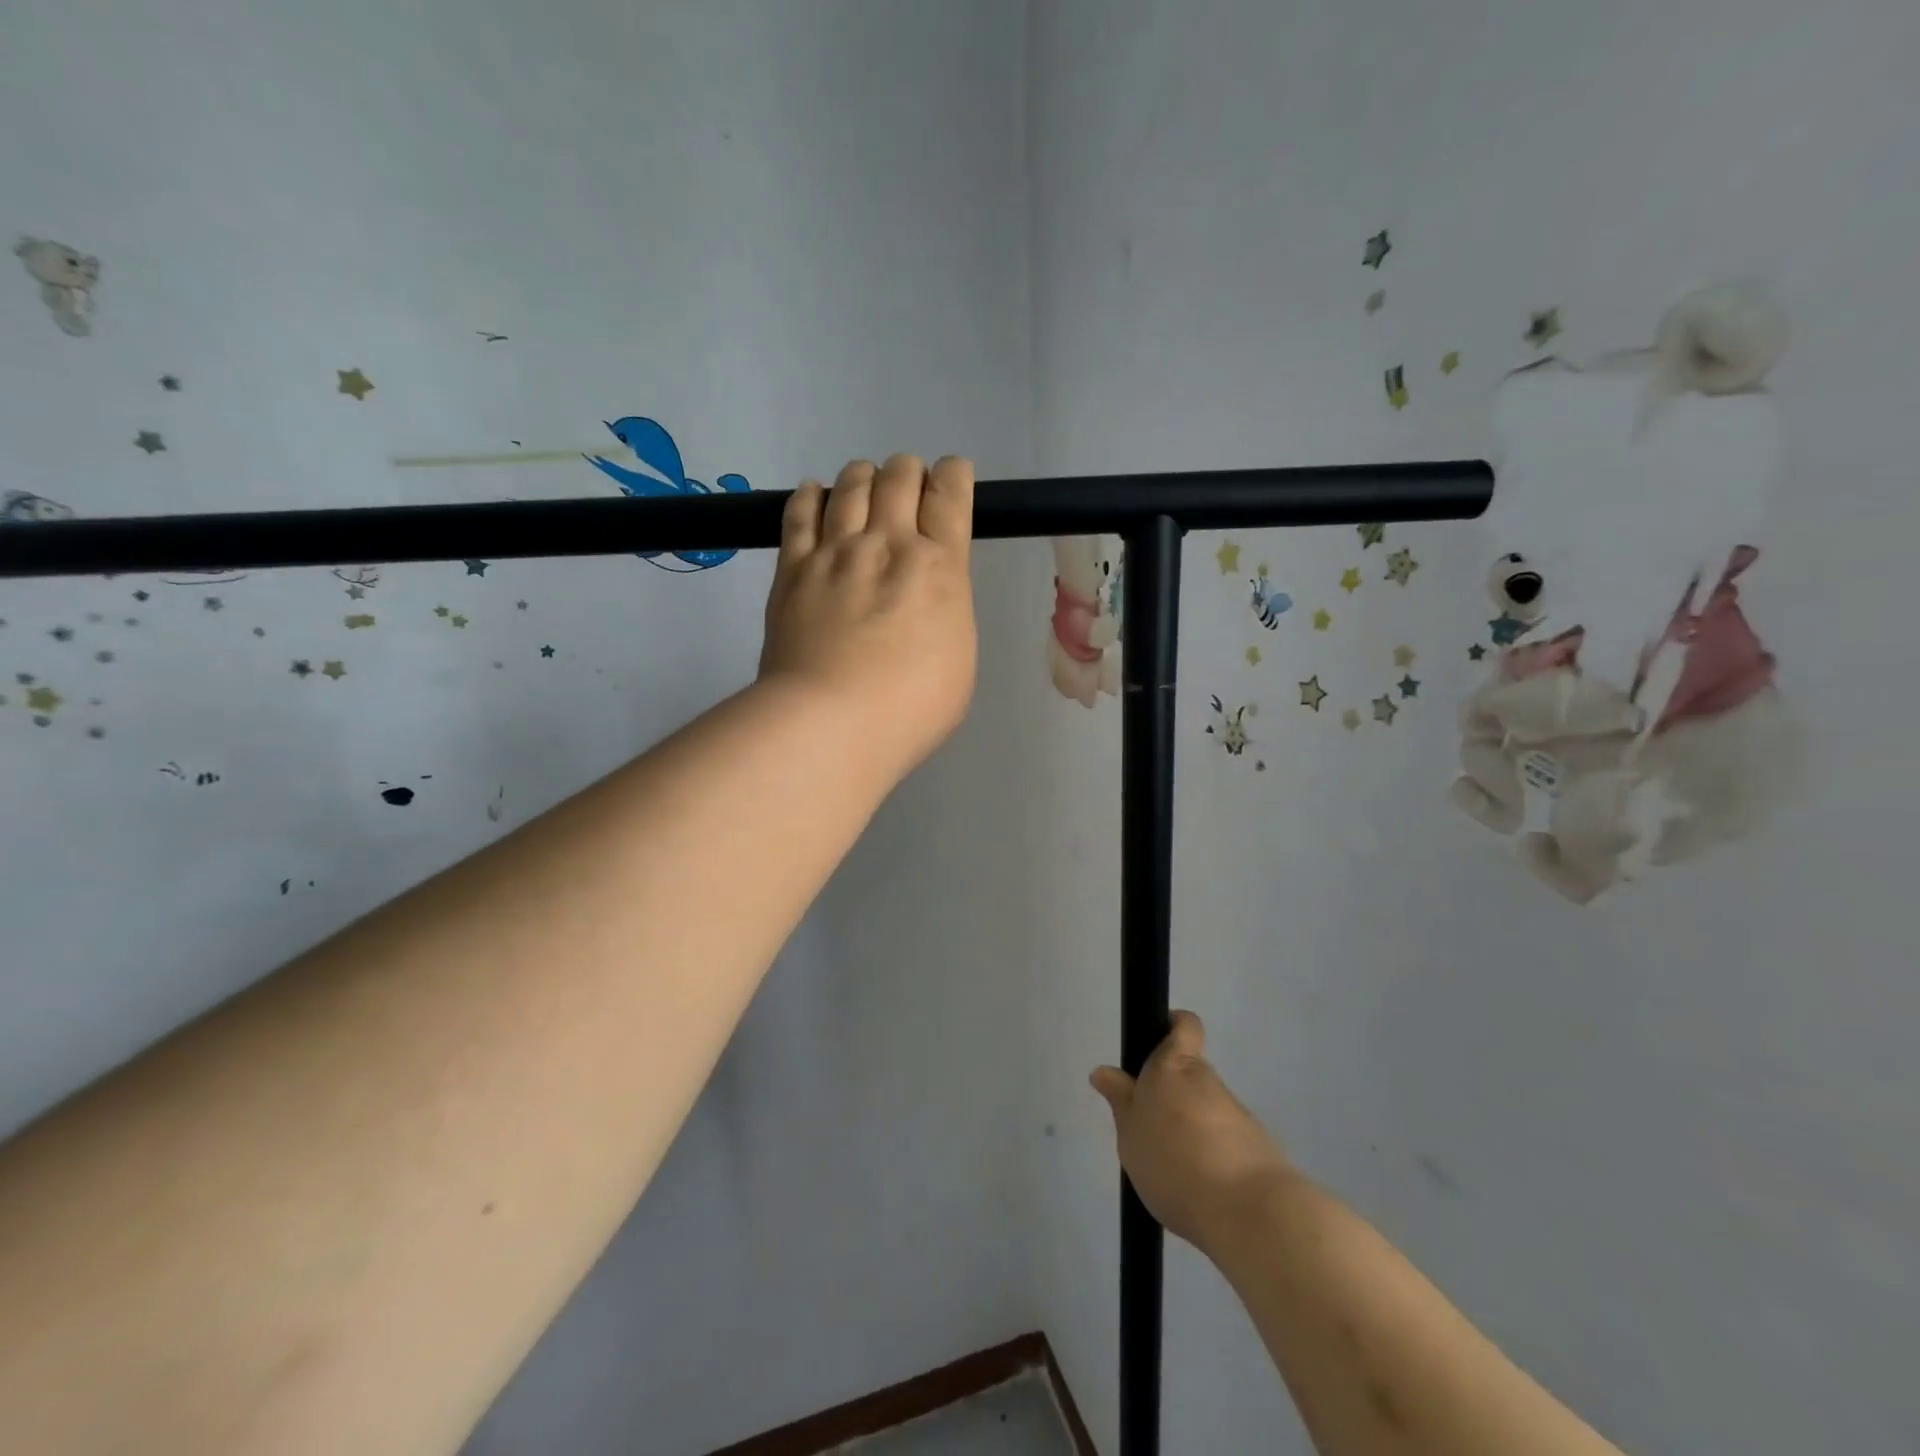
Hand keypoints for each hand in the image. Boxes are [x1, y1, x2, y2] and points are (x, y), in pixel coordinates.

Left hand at [758, 455, 977, 780]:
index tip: (952, 476)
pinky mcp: (792, 568)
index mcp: (939, 567)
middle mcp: (888, 544)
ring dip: (863, 476)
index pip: (951, 495)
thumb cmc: (911, 707)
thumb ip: (946, 611)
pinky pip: (799, 512)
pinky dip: (810, 495)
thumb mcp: (958, 659)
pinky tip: (814, 491)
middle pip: (899, 476)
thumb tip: (929, 593)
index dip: (954, 475)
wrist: (831, 721)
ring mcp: (836, 552)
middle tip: (908, 486)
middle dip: (909, 472)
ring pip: (850, 485)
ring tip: (864, 482)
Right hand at [1091, 1011, 1295, 1254]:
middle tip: (1150, 1132)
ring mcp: (1238, 1115)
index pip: (1184, 1025)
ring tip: (1172, 1173)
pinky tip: (1199, 1192)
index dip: (1172, 1027)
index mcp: (1175, 1067)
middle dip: (1172, 1098)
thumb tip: (1104, 1072)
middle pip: (1190, 1076)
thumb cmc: (1174, 1161)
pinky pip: (1226, 1144)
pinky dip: (1212, 1159)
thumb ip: (1120, 1102)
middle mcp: (1208, 1081)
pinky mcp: (1258, 1149)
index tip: (1154, 1045)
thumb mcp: (1131, 1134)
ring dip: (1191, 1132)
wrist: (1249, 1213)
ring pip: (1207, 1112)